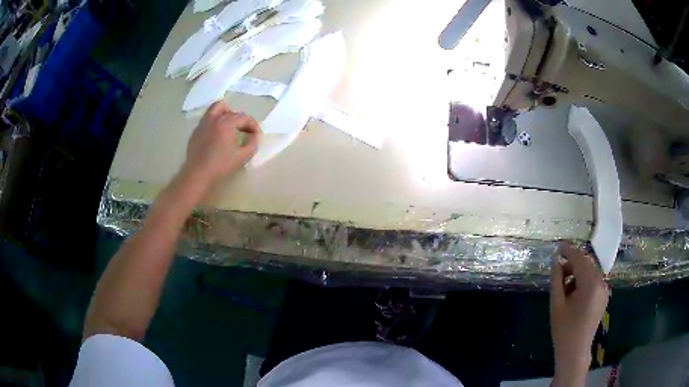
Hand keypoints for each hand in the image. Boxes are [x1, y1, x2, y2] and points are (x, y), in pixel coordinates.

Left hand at [183, 101, 260, 186]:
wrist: (198, 175)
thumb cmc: (221, 166)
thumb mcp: (243, 156)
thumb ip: (253, 143)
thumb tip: (254, 135)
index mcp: (226, 122)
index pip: (244, 117)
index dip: (253, 126)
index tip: (256, 136)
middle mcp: (214, 118)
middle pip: (230, 111)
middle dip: (240, 119)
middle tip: (243, 131)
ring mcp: (203, 123)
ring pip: (216, 109)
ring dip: (225, 114)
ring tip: (229, 126)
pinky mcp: (196, 131)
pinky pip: (207, 119)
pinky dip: (215, 122)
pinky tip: (217, 136)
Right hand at [551, 242, 608, 386]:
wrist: (575, 351)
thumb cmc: (564, 330)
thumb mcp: (556, 304)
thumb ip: (557, 280)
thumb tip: (556, 261)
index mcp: (590, 284)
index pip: (580, 260)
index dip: (569, 251)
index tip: (558, 246)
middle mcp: (601, 283)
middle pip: (587, 264)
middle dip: (573, 262)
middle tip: (558, 268)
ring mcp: (604, 289)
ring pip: (590, 272)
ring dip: (578, 272)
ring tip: (564, 284)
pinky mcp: (603, 296)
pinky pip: (594, 280)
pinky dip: (583, 280)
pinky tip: (573, 292)